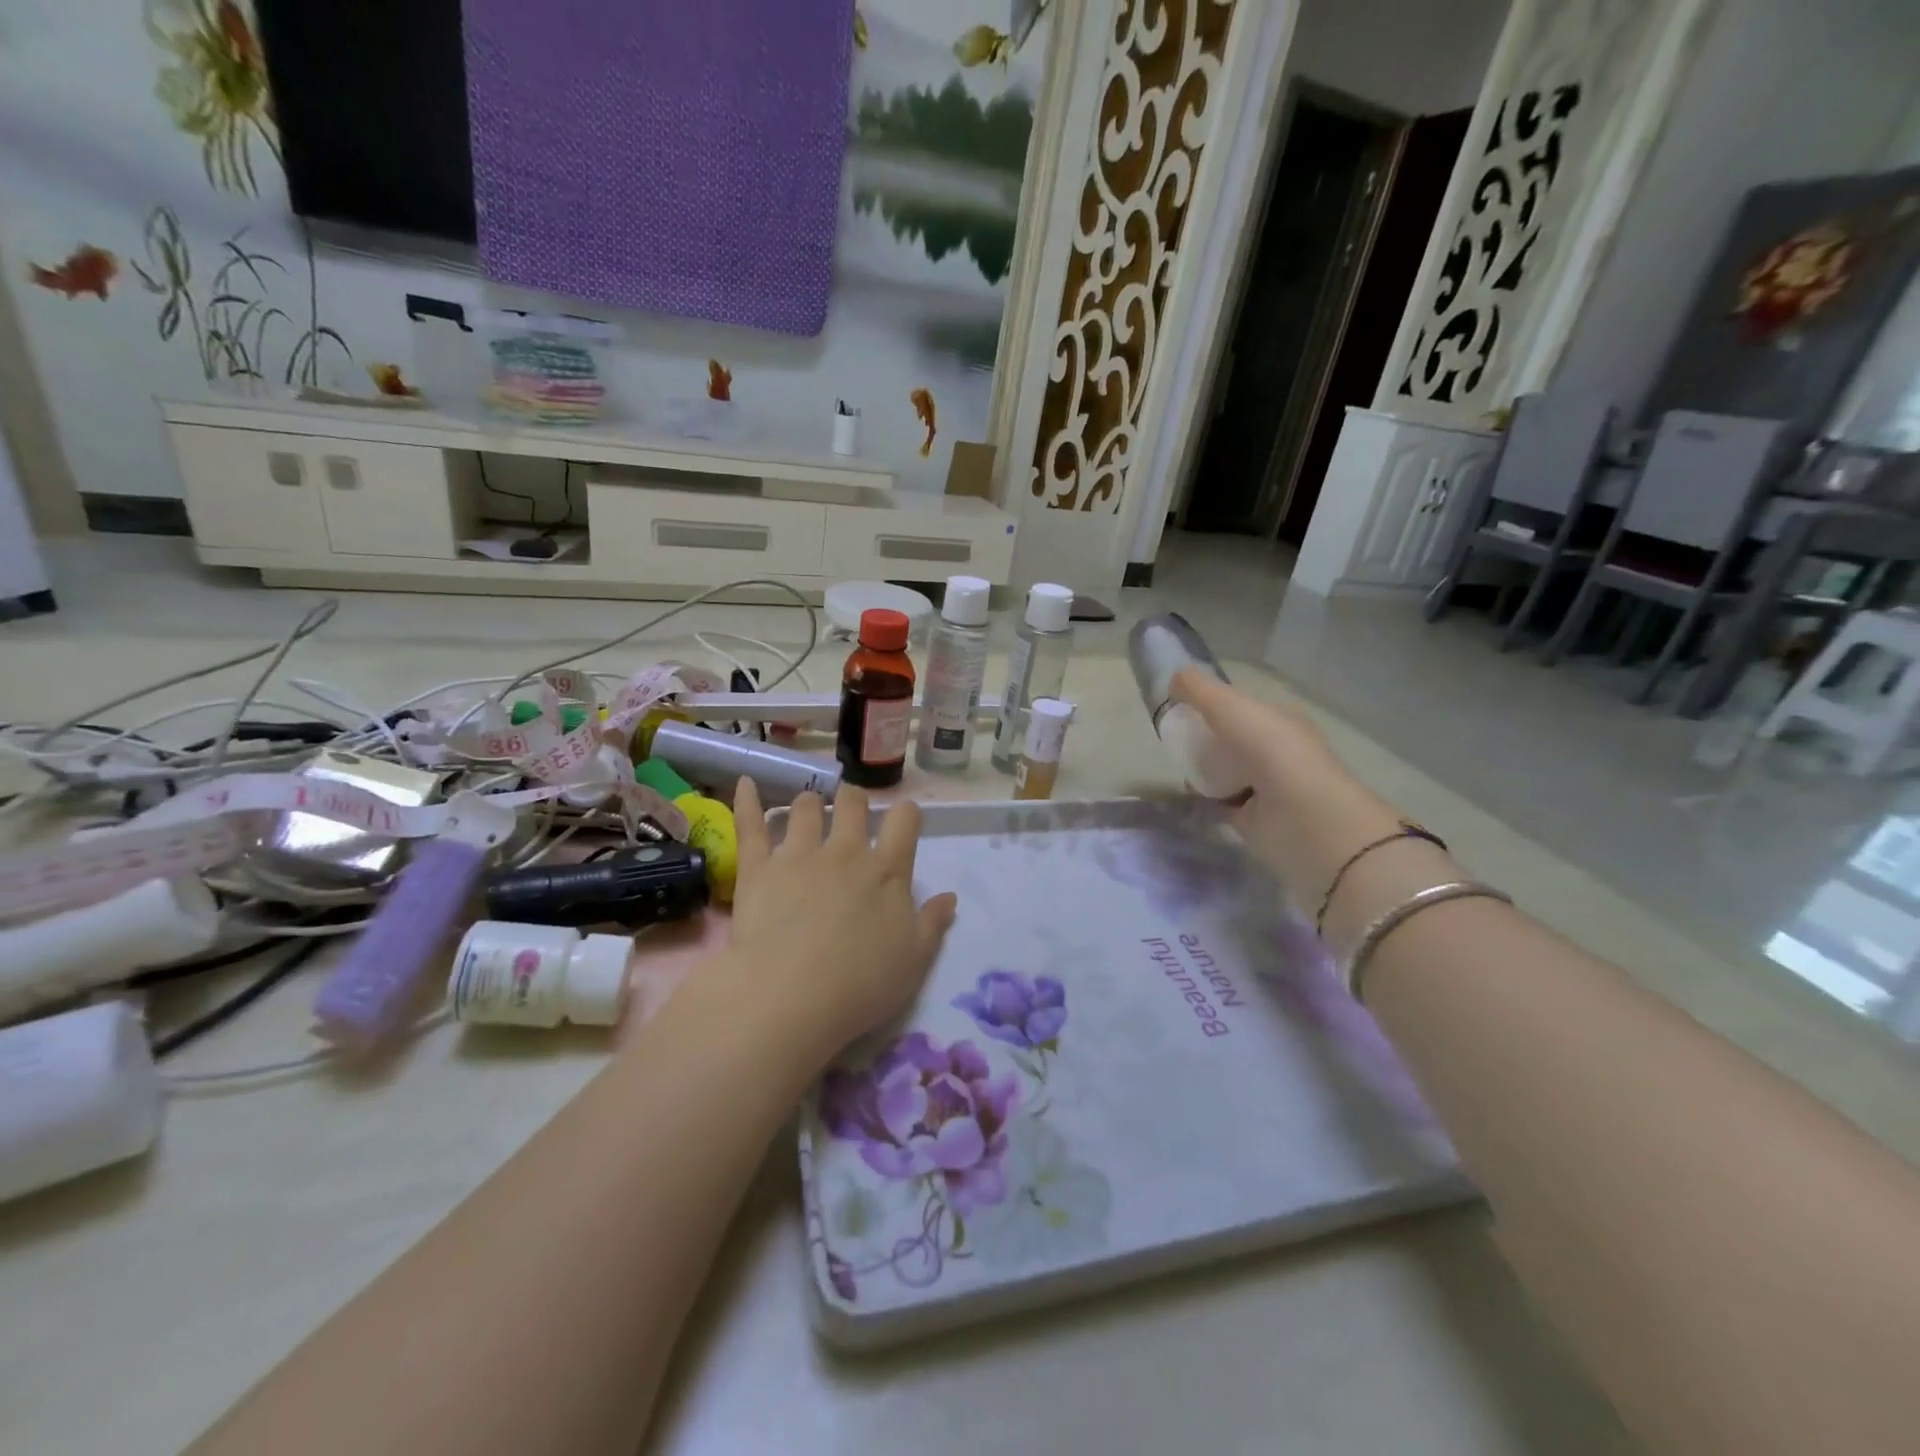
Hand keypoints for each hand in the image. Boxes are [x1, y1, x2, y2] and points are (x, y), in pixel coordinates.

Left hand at [727, 777, 957, 1060]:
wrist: (790, 996)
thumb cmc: (861, 984)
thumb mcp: (914, 960)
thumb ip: (932, 923)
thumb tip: (950, 896)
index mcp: (887, 871)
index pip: (904, 821)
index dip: (906, 814)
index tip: (903, 819)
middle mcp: (845, 851)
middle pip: (852, 803)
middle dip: (853, 800)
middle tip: (850, 811)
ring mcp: (798, 855)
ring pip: (804, 808)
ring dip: (809, 804)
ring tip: (807, 809)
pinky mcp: (757, 868)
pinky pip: (750, 825)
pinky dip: (747, 801)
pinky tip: (744, 783)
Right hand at [1170, 667, 1405, 913]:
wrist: (1303, 819)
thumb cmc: (1271, 751)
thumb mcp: (1231, 708)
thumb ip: (1201, 691)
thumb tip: (1173, 676)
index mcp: (1280, 721)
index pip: (1244, 707)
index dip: (1214, 704)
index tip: (1181, 706)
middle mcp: (1278, 752)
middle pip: (1233, 740)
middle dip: (1206, 738)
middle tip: (1174, 739)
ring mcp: (1268, 788)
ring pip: (1228, 772)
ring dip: (1205, 770)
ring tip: (1175, 765)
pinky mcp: (1255, 820)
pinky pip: (1223, 803)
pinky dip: (1205, 799)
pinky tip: (1186, 795)